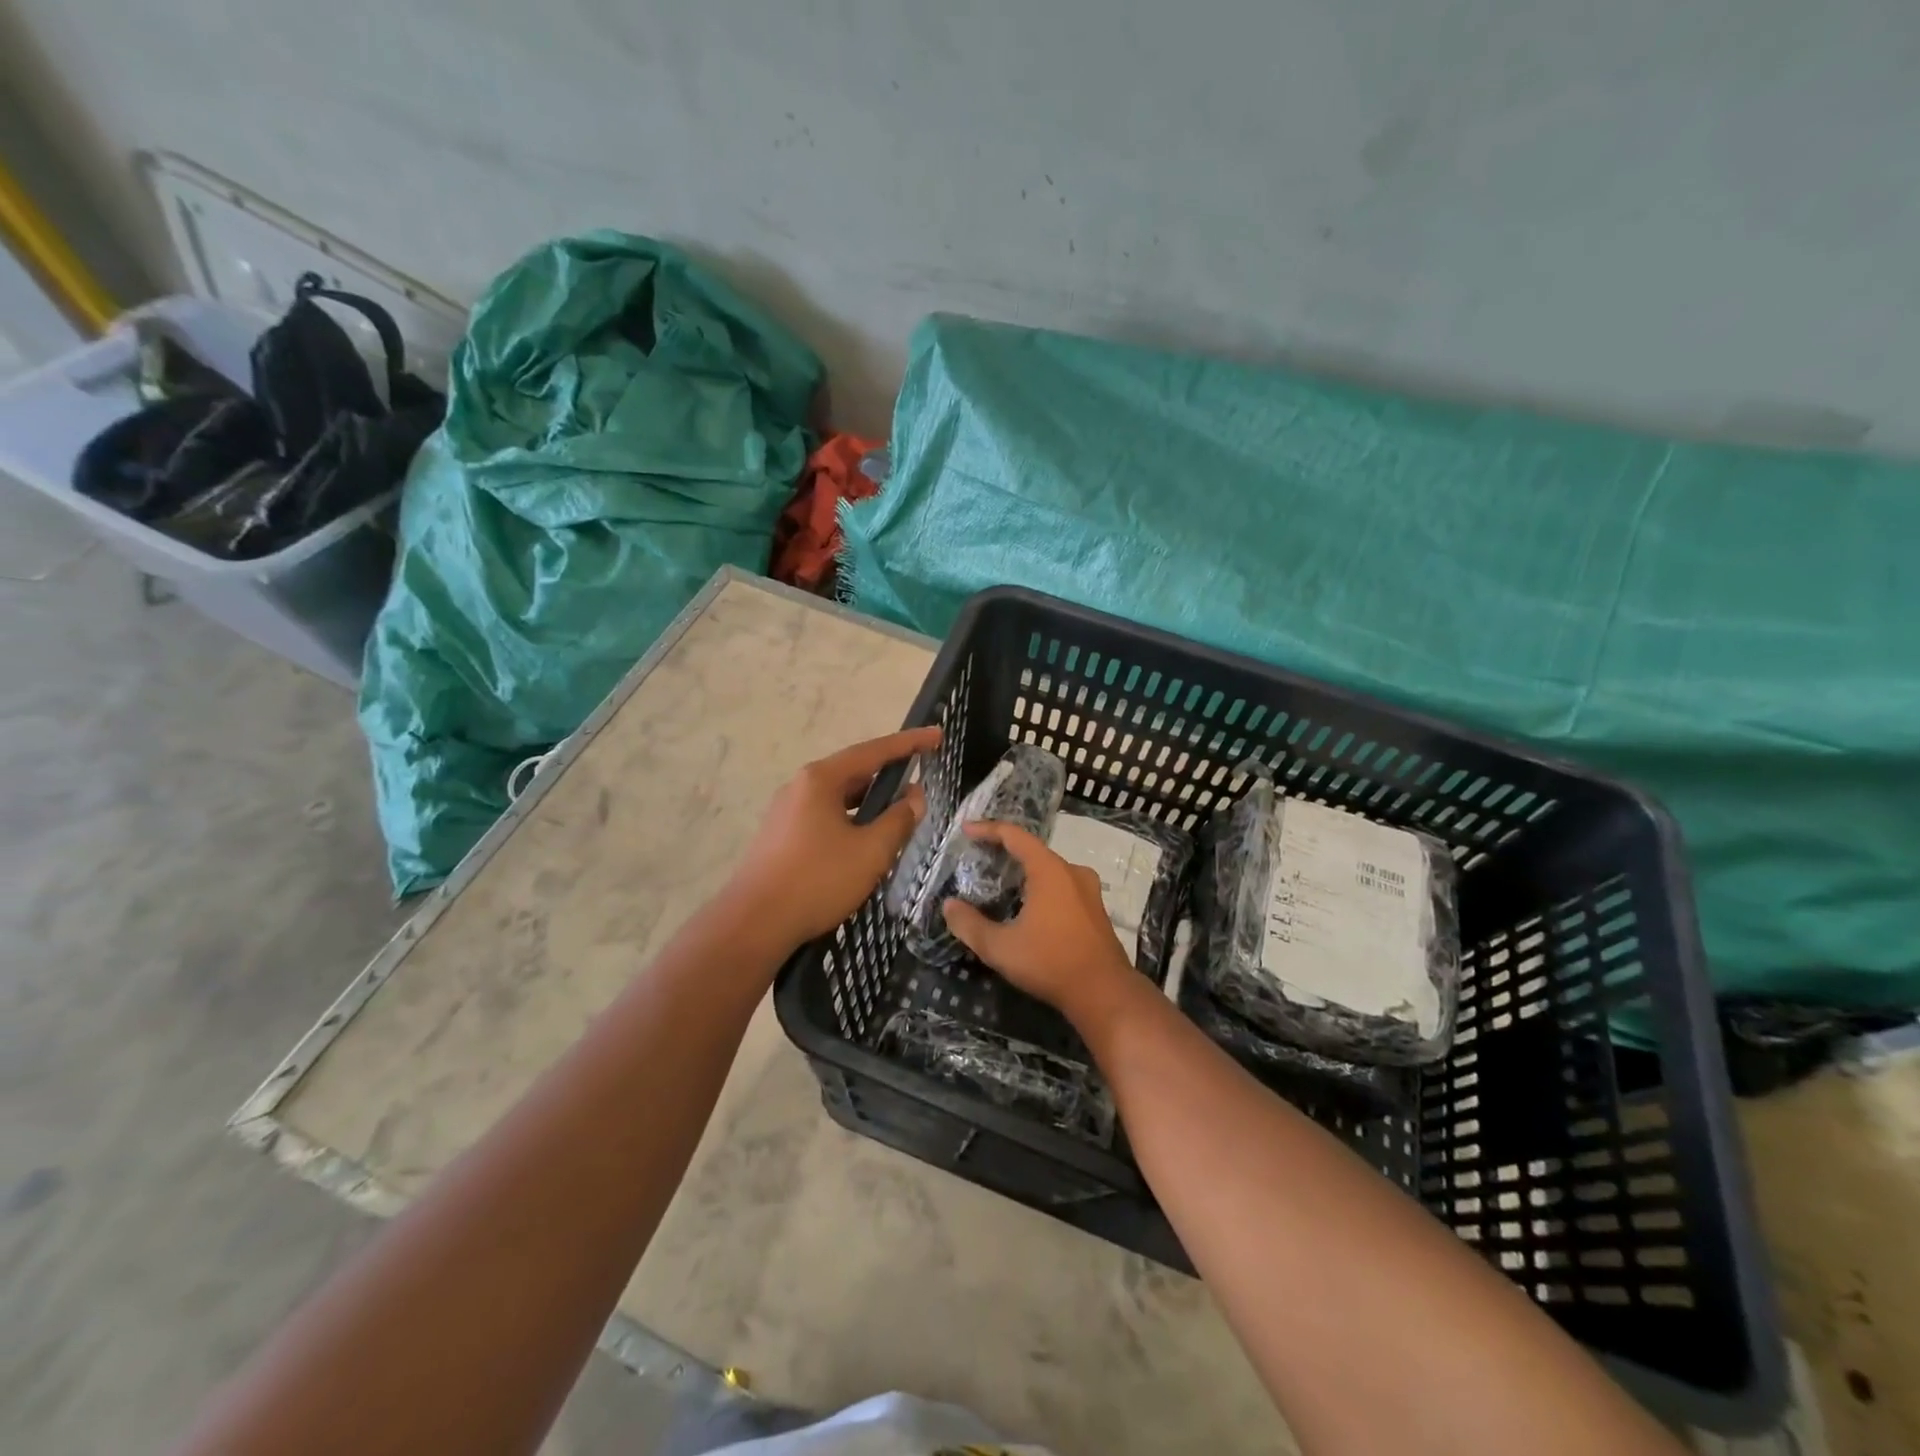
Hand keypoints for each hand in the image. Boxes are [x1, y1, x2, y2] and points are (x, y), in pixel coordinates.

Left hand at [728, 726, 940, 950]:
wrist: (753, 924)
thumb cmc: (817, 880)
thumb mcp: (870, 851)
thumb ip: (898, 819)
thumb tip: (915, 796)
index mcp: (821, 779)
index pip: (874, 751)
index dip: (910, 743)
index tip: (937, 735)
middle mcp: (800, 786)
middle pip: (854, 771)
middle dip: (890, 774)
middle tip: (922, 776)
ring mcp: (787, 811)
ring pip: (840, 797)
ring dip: (871, 801)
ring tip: (900, 811)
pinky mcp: (782, 835)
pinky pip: (826, 815)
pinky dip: (852, 818)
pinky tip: (866, 839)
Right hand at [941, 822, 1134, 1016]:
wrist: (1105, 993)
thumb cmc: (1050, 963)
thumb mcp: (1000, 948)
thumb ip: (970, 925)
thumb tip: (949, 906)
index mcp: (1049, 871)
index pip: (1015, 836)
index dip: (988, 829)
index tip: (966, 830)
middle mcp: (1072, 872)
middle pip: (1034, 851)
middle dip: (1006, 851)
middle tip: (981, 858)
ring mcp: (1089, 891)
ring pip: (1051, 870)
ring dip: (1026, 872)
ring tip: (1002, 882)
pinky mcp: (1096, 911)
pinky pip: (1063, 887)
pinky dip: (1042, 888)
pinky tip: (1030, 907)